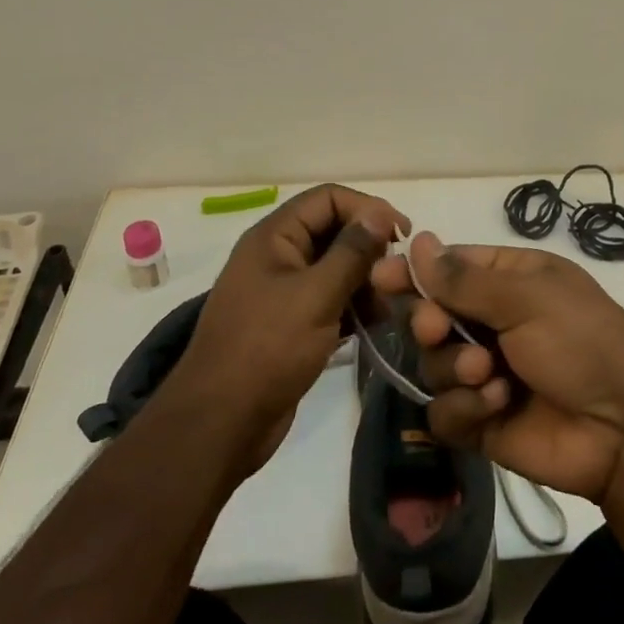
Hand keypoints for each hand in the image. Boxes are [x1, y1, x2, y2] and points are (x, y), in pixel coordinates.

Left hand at [180, 184, 406, 471]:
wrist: (221, 425)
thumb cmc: (266, 350)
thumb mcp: (316, 295)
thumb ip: (351, 252)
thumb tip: (380, 213)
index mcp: (275, 237)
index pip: (328, 198)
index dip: (367, 208)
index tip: (402, 235)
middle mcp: (278, 255)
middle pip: (334, 231)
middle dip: (369, 248)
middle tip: (397, 275)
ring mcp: (284, 291)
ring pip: (336, 267)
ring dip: (366, 280)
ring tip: (389, 305)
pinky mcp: (292, 323)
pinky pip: (331, 299)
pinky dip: (354, 306)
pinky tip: (376, 324)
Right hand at [369, 233, 623, 504]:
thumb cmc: (581, 341)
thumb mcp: (527, 297)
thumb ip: (464, 278)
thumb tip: (419, 240)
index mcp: (510, 281)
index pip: (448, 269)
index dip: (415, 274)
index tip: (382, 279)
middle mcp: (494, 323)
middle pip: (431, 317)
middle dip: (430, 324)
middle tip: (437, 330)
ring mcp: (486, 373)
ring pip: (433, 365)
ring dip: (455, 368)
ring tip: (489, 375)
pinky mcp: (482, 421)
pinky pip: (445, 412)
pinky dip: (465, 408)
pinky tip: (496, 406)